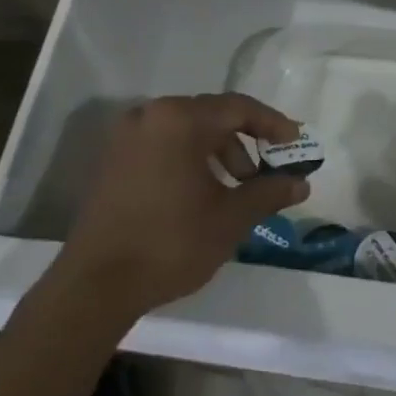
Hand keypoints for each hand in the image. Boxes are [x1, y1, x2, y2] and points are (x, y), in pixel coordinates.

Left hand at [59, 93, 309, 315]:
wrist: (95, 286)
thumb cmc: (170, 243)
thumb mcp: (230, 218)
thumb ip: (269, 192)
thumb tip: (300, 183)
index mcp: (180, 119)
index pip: (239, 108)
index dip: (273, 124)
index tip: (296, 144)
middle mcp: (151, 115)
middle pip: (212, 115)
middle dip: (245, 141)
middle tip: (267, 172)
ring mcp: (126, 137)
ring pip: (187, 131)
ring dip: (219, 152)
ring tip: (236, 189)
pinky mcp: (113, 160)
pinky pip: (164, 145)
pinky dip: (190, 159)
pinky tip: (202, 193)